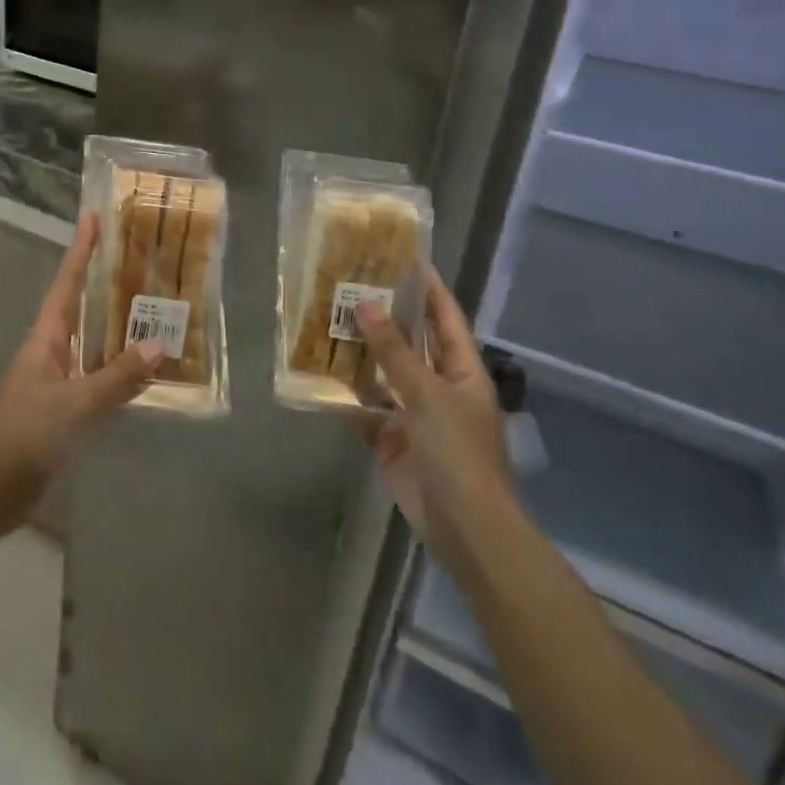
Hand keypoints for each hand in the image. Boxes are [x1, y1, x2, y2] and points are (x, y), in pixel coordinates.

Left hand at [0, 214, 162, 535]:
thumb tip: (160, 344)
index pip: (66, 285)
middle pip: (81, 308)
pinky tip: (145, 372)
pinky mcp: (64, 411)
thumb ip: (116, 378)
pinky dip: (121, 371)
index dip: (80, 252)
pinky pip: (98, 379)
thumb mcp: (73, 405)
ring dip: (118, 329)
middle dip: (105, 284)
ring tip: (155, 310)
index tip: (94, 218)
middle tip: (140, 261)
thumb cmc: (24, 437)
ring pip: (93, 344)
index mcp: (45, 340)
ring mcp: (57, 382)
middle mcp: (51, 353)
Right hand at [354, 269, 513, 565]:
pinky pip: (366, 407)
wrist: (464, 525)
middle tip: (350, 286)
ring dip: (361, 353)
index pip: (445, 318)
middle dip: (385, 317)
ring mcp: (415, 413)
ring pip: (384, 373)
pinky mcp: (392, 438)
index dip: (428, 288)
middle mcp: (439, 385)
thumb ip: (394, 351)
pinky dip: (347, 395)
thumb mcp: (428, 395)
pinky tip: (320, 375)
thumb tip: (365, 305)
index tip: (404, 259)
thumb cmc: (458, 452)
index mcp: (462, 370)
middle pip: (411, 342)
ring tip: (328, 321)